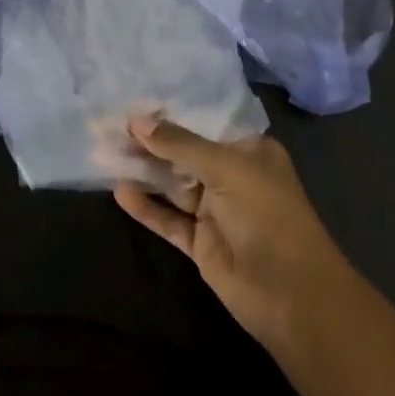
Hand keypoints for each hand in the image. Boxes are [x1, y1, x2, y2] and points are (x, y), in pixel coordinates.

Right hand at [114, 117, 351, 348]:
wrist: (291, 294)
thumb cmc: (267, 214)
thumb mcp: (226, 168)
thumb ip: (180, 145)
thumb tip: (137, 120)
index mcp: (249, 151)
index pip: (205, 124)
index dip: (171, 113)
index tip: (134, 101)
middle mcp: (232, 176)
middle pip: (183, 154)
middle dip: (150, 142)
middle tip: (109, 126)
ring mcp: (215, 211)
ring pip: (172, 185)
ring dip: (143, 171)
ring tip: (104, 153)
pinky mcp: (201, 243)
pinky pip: (168, 219)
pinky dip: (146, 207)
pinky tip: (120, 191)